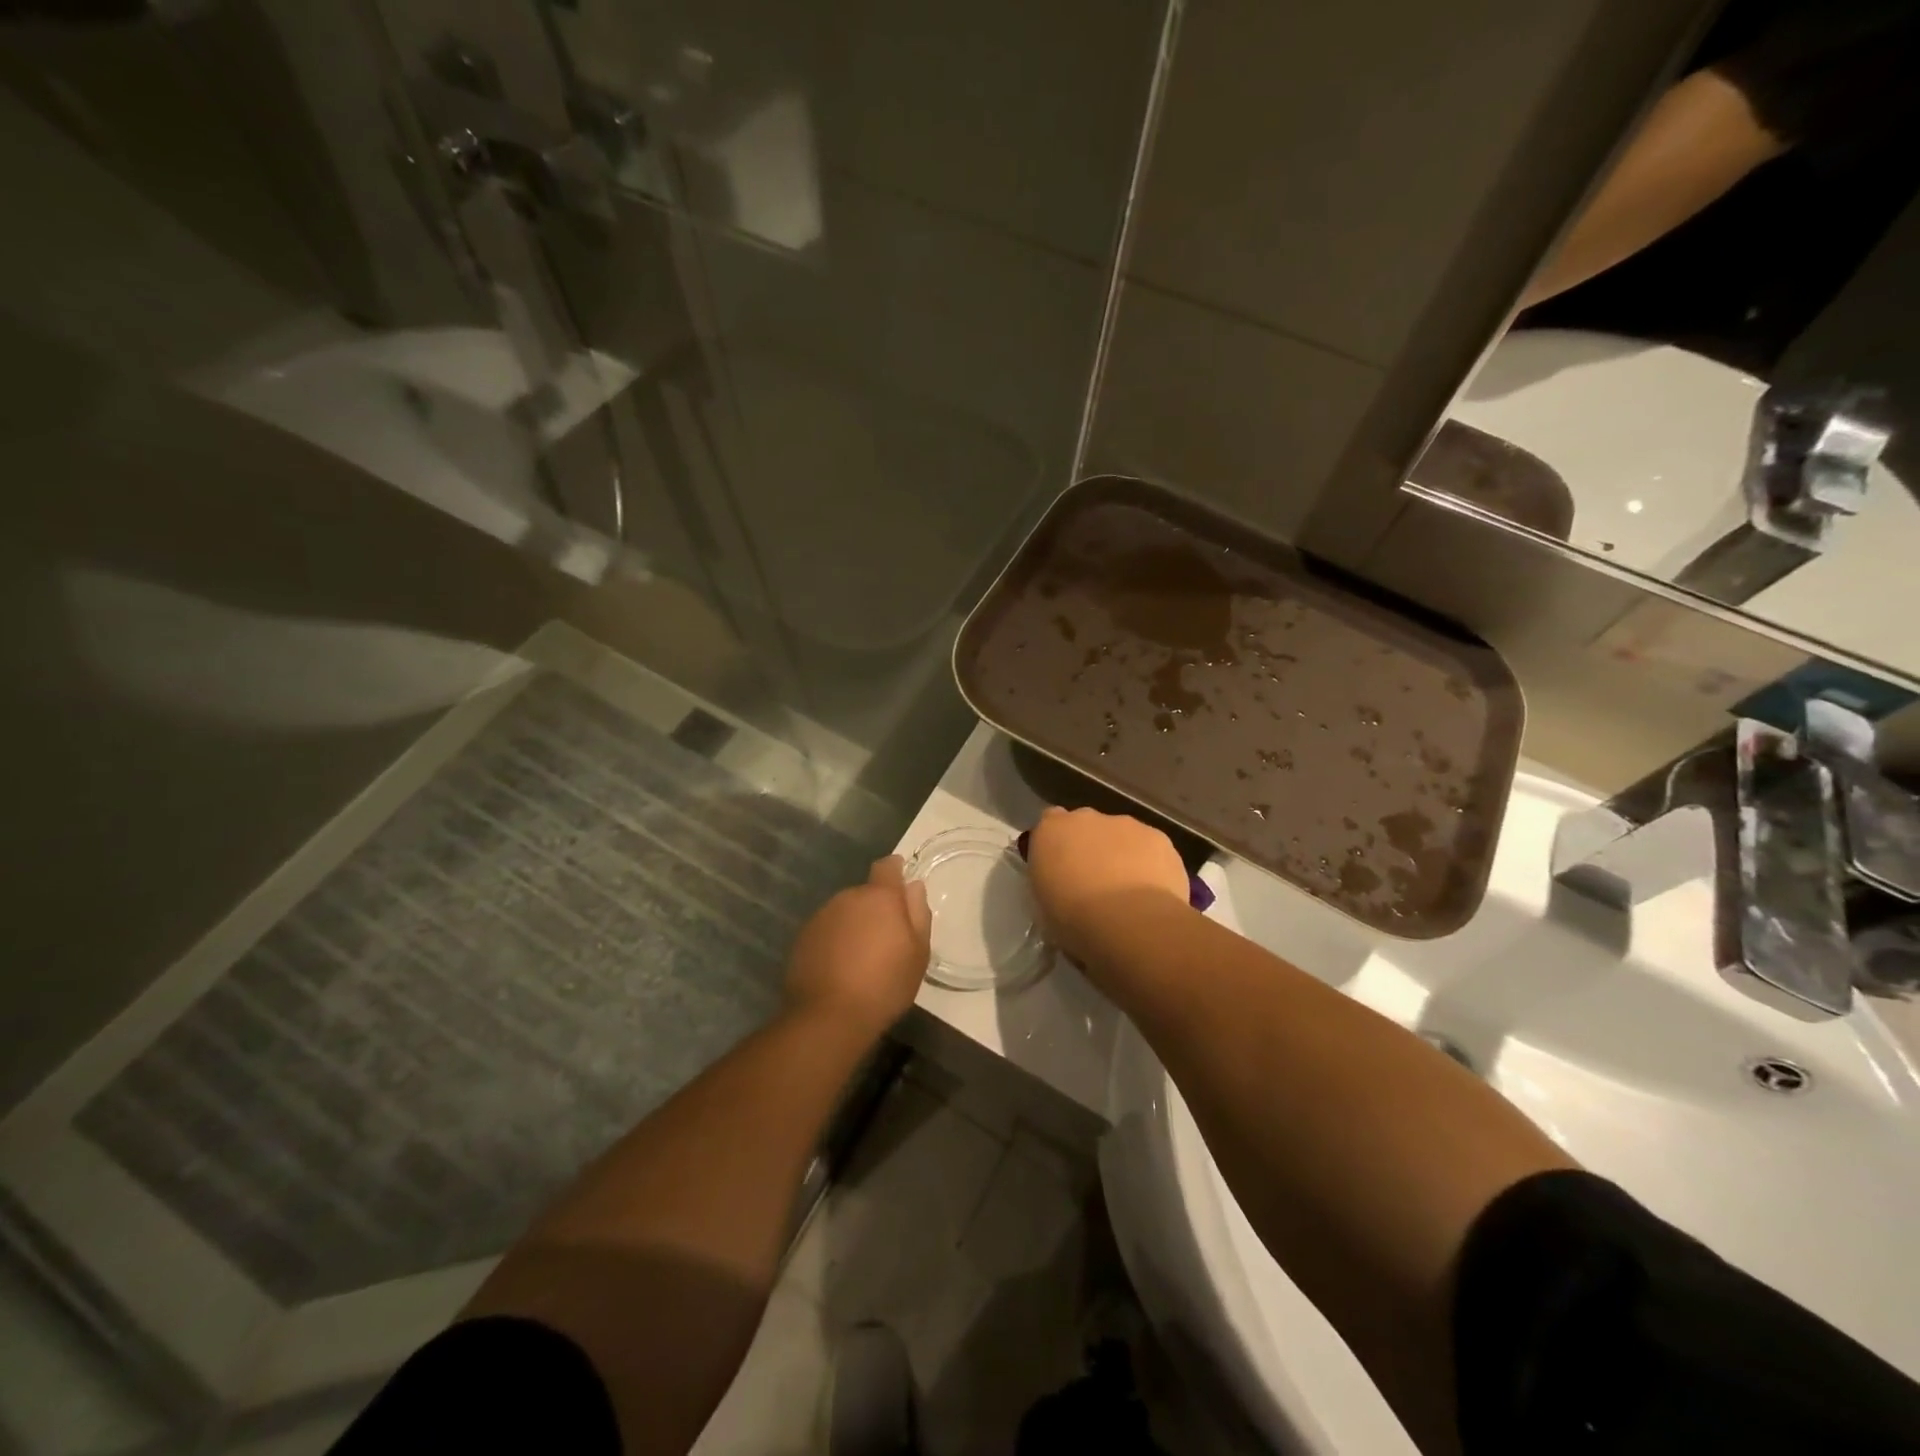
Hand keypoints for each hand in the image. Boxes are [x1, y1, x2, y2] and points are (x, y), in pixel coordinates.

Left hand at [784, 857, 930, 1037]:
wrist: (828, 1017)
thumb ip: (918, 913)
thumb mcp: (918, 953)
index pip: (887, 866)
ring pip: (845, 912)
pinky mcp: (803, 938)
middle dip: (876, 908)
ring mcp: (822, 917)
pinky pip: (827, 931)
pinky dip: (836, 941)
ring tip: (862, 958)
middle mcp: (848, 898)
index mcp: (879, 897)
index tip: (902, 886)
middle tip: (887, 939)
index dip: (896, 870)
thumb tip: (914, 886)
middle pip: (866, 893)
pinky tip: (841, 968)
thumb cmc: (884, 985)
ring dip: (855, 925)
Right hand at [1026, 807, 1188, 963]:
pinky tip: (1152, 894)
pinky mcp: (1159, 838)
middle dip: (1090, 847)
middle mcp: (1086, 818)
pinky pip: (1151, 849)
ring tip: (1128, 895)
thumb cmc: (1074, 919)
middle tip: (1093, 884)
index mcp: (1051, 831)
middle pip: (1087, 826)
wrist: (1130, 922)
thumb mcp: (1045, 906)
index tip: (1061, 868)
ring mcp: (1125, 824)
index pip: (1049, 822)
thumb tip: (1063, 887)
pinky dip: (1150, 865)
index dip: (1058, 844)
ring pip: (1122, 835)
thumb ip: (1052, 884)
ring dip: (1121, 855)